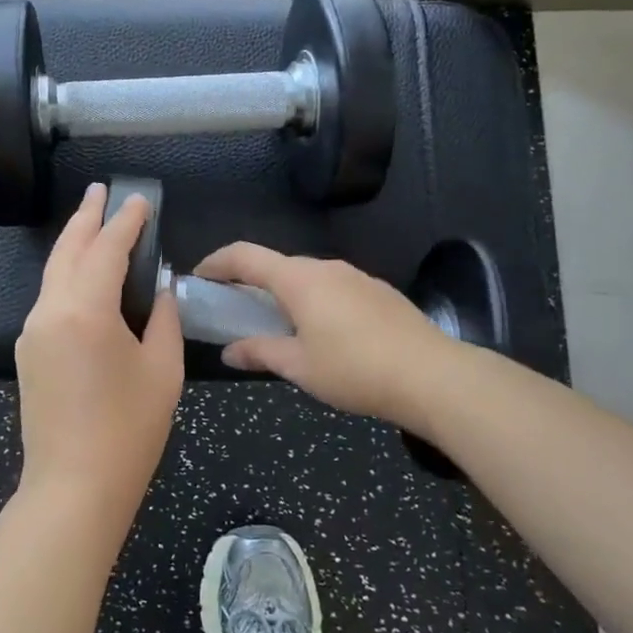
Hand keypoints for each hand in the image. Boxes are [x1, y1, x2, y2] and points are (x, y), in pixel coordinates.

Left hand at [14, 183, 183, 533]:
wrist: (73, 489)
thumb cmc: (128, 431)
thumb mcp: (162, 370)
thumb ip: (164, 319)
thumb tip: (162, 290)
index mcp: (85, 310)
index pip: (106, 249)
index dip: (125, 222)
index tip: (139, 200)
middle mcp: (50, 311)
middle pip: (68, 250)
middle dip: (87, 218)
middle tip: (101, 191)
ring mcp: (32, 331)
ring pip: (53, 273)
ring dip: (74, 244)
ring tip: (92, 221)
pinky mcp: (27, 351)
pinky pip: (49, 299)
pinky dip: (67, 275)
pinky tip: (82, 274)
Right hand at [193, 243, 450, 427]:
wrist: (434, 376)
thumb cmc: (355, 369)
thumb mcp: (299, 367)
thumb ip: (259, 352)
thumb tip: (229, 351)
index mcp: (298, 280)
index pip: (244, 256)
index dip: (216, 263)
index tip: (198, 277)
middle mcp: (325, 267)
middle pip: (276, 265)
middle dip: (250, 282)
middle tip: (235, 310)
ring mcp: (355, 277)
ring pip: (306, 276)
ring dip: (284, 293)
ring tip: (278, 327)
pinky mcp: (378, 292)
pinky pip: (332, 287)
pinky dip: (313, 300)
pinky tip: (322, 334)